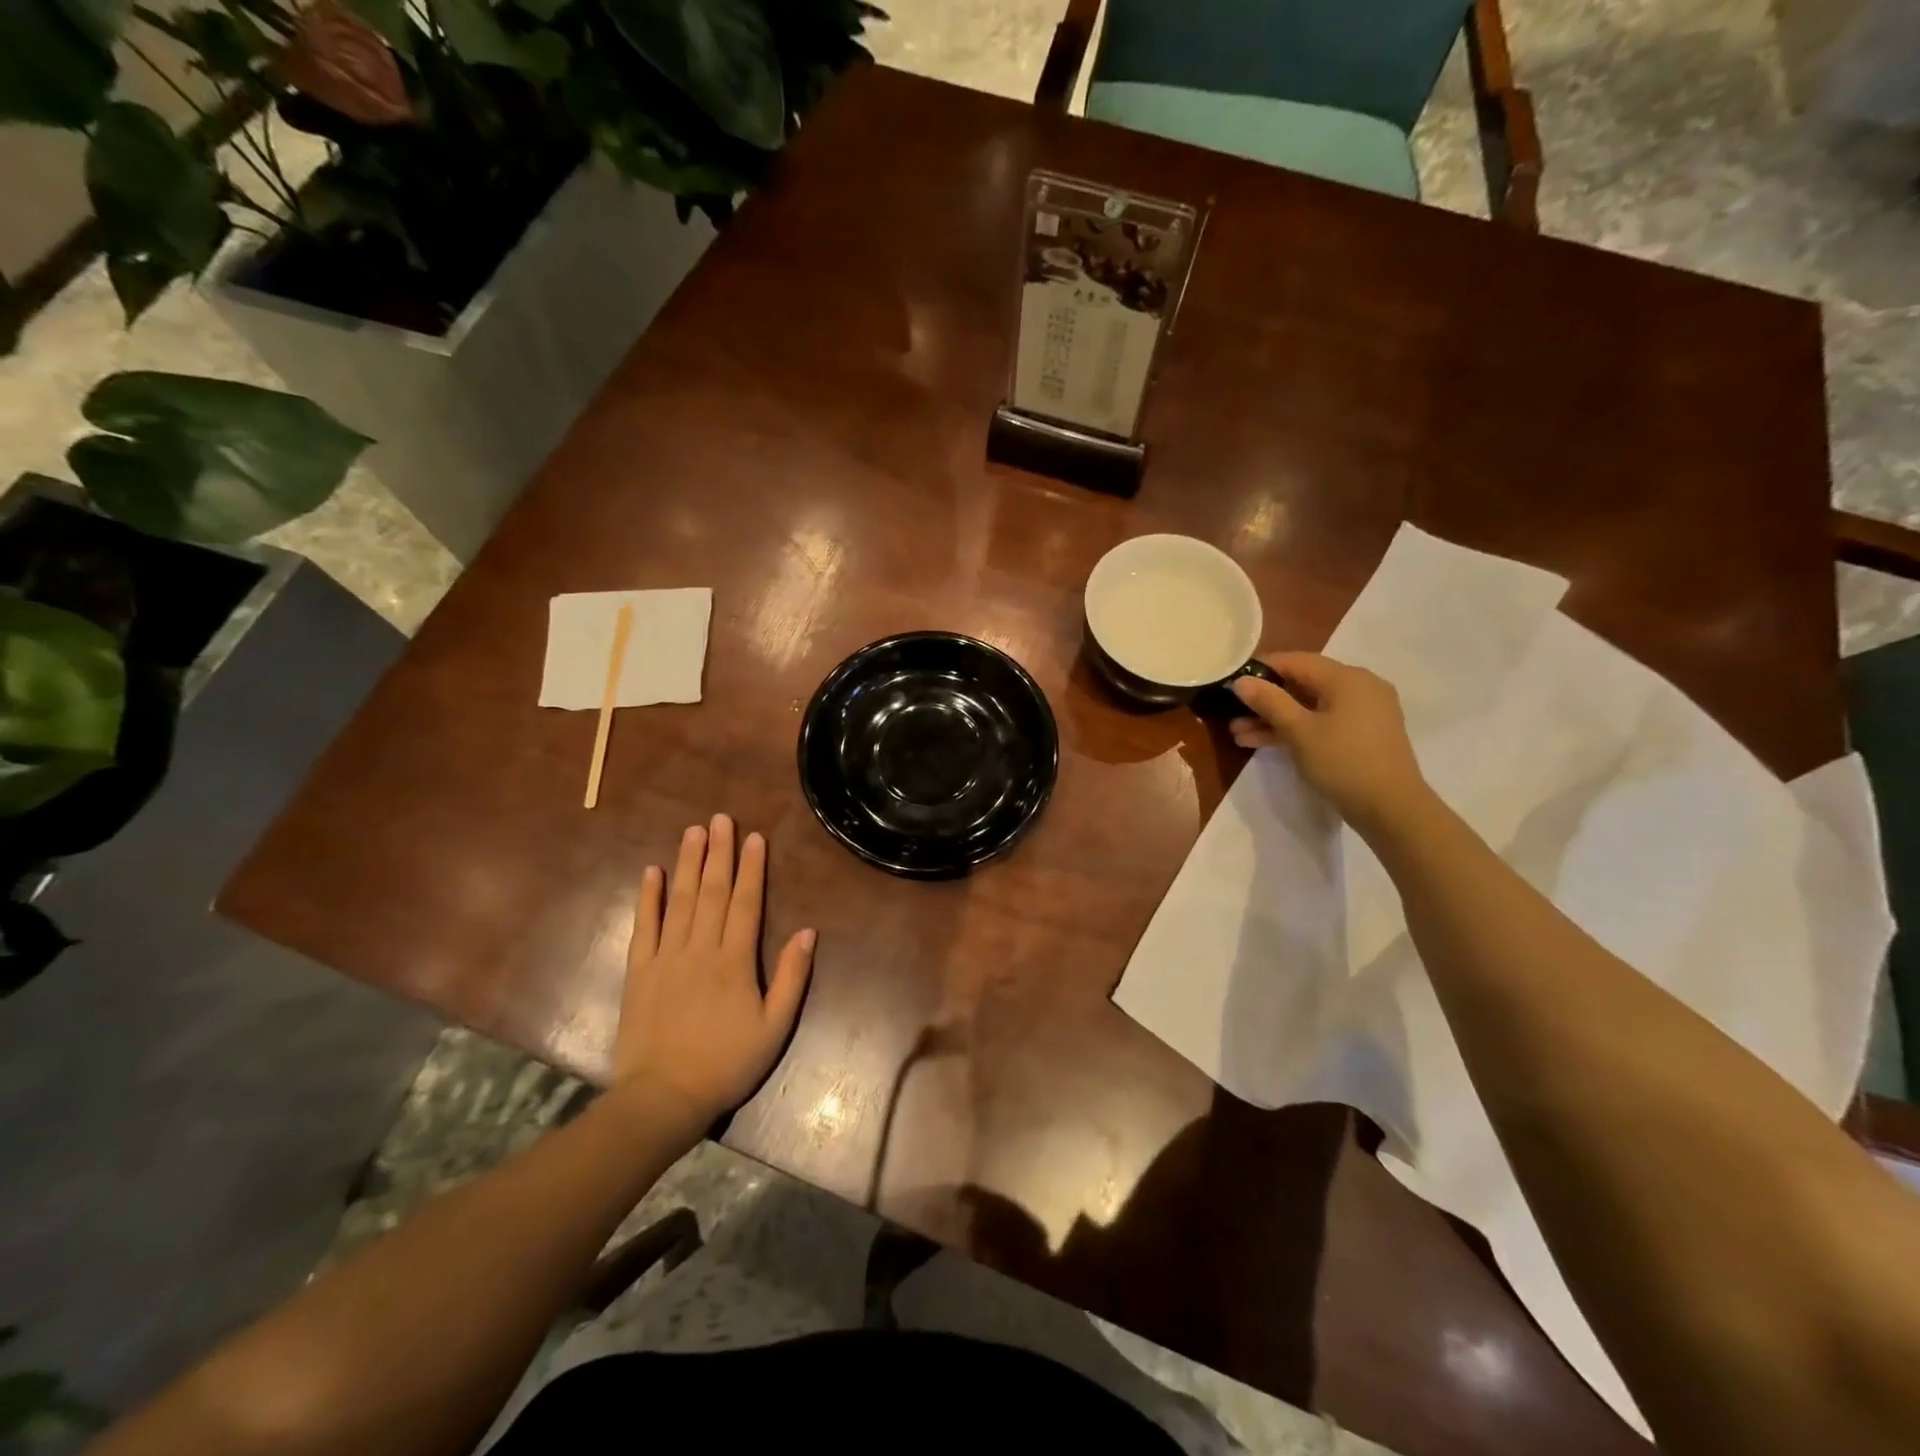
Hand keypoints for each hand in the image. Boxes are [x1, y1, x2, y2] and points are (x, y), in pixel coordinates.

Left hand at [612, 814, 814, 1125]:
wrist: (663, 1097)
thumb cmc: (727, 1063)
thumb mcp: (775, 1027)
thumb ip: (792, 977)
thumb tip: (808, 932)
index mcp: (735, 961)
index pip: (745, 903)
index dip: (751, 868)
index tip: (754, 837)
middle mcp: (700, 949)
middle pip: (711, 892)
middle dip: (718, 853)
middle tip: (721, 819)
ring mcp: (666, 957)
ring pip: (680, 900)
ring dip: (687, 863)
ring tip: (693, 831)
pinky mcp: (639, 971)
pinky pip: (644, 926)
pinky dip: (648, 898)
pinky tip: (652, 872)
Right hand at [1229, 652, 1430, 833]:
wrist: (1392, 809)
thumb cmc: (1343, 762)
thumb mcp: (1299, 731)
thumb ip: (1269, 702)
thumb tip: (1240, 681)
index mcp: (1347, 678)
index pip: (1296, 660)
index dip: (1261, 668)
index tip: (1232, 681)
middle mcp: (1359, 687)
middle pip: (1303, 683)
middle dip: (1265, 699)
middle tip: (1232, 713)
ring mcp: (1364, 712)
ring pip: (1310, 706)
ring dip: (1275, 718)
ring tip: (1239, 734)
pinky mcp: (1363, 734)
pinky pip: (1323, 721)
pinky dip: (1297, 729)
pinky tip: (1265, 742)